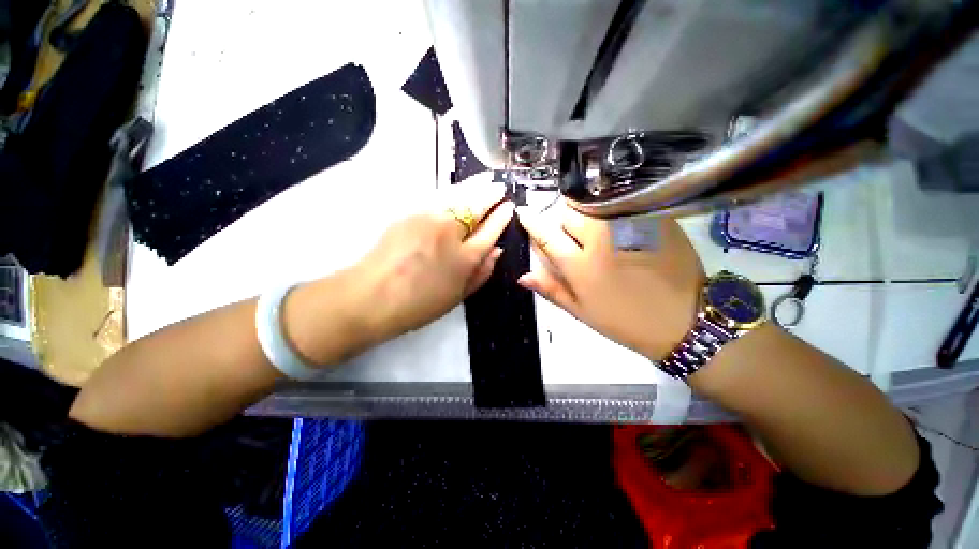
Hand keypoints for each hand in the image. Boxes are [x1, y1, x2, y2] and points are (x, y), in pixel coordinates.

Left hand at [351, 175, 514, 343]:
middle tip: (499, 187)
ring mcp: (428, 219)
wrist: (371, 296)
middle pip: (475, 207)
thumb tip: (497, 251)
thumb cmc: (419, 304)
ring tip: (484, 179)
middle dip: (490, 194)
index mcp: (465, 257)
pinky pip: (439, 198)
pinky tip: (458, 189)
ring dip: (473, 186)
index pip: (490, 231)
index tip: (509, 206)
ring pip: (457, 196)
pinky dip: (453, 191)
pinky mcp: (410, 214)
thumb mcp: (458, 296)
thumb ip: (481, 273)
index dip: (501, 218)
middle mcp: (450, 232)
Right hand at [517, 202, 704, 360]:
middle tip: (572, 236)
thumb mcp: (581, 312)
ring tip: (596, 232)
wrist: (683, 321)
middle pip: (568, 213)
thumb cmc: (624, 321)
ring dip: (586, 214)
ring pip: (593, 205)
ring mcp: (629, 226)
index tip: (524, 213)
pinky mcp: (653, 220)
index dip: (531, 221)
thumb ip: (551, 289)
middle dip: (563, 221)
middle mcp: (601, 239)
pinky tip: (621, 229)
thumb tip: (522, 276)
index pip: (546, 234)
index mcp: (580, 265)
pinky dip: (612, 212)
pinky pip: (622, 204)